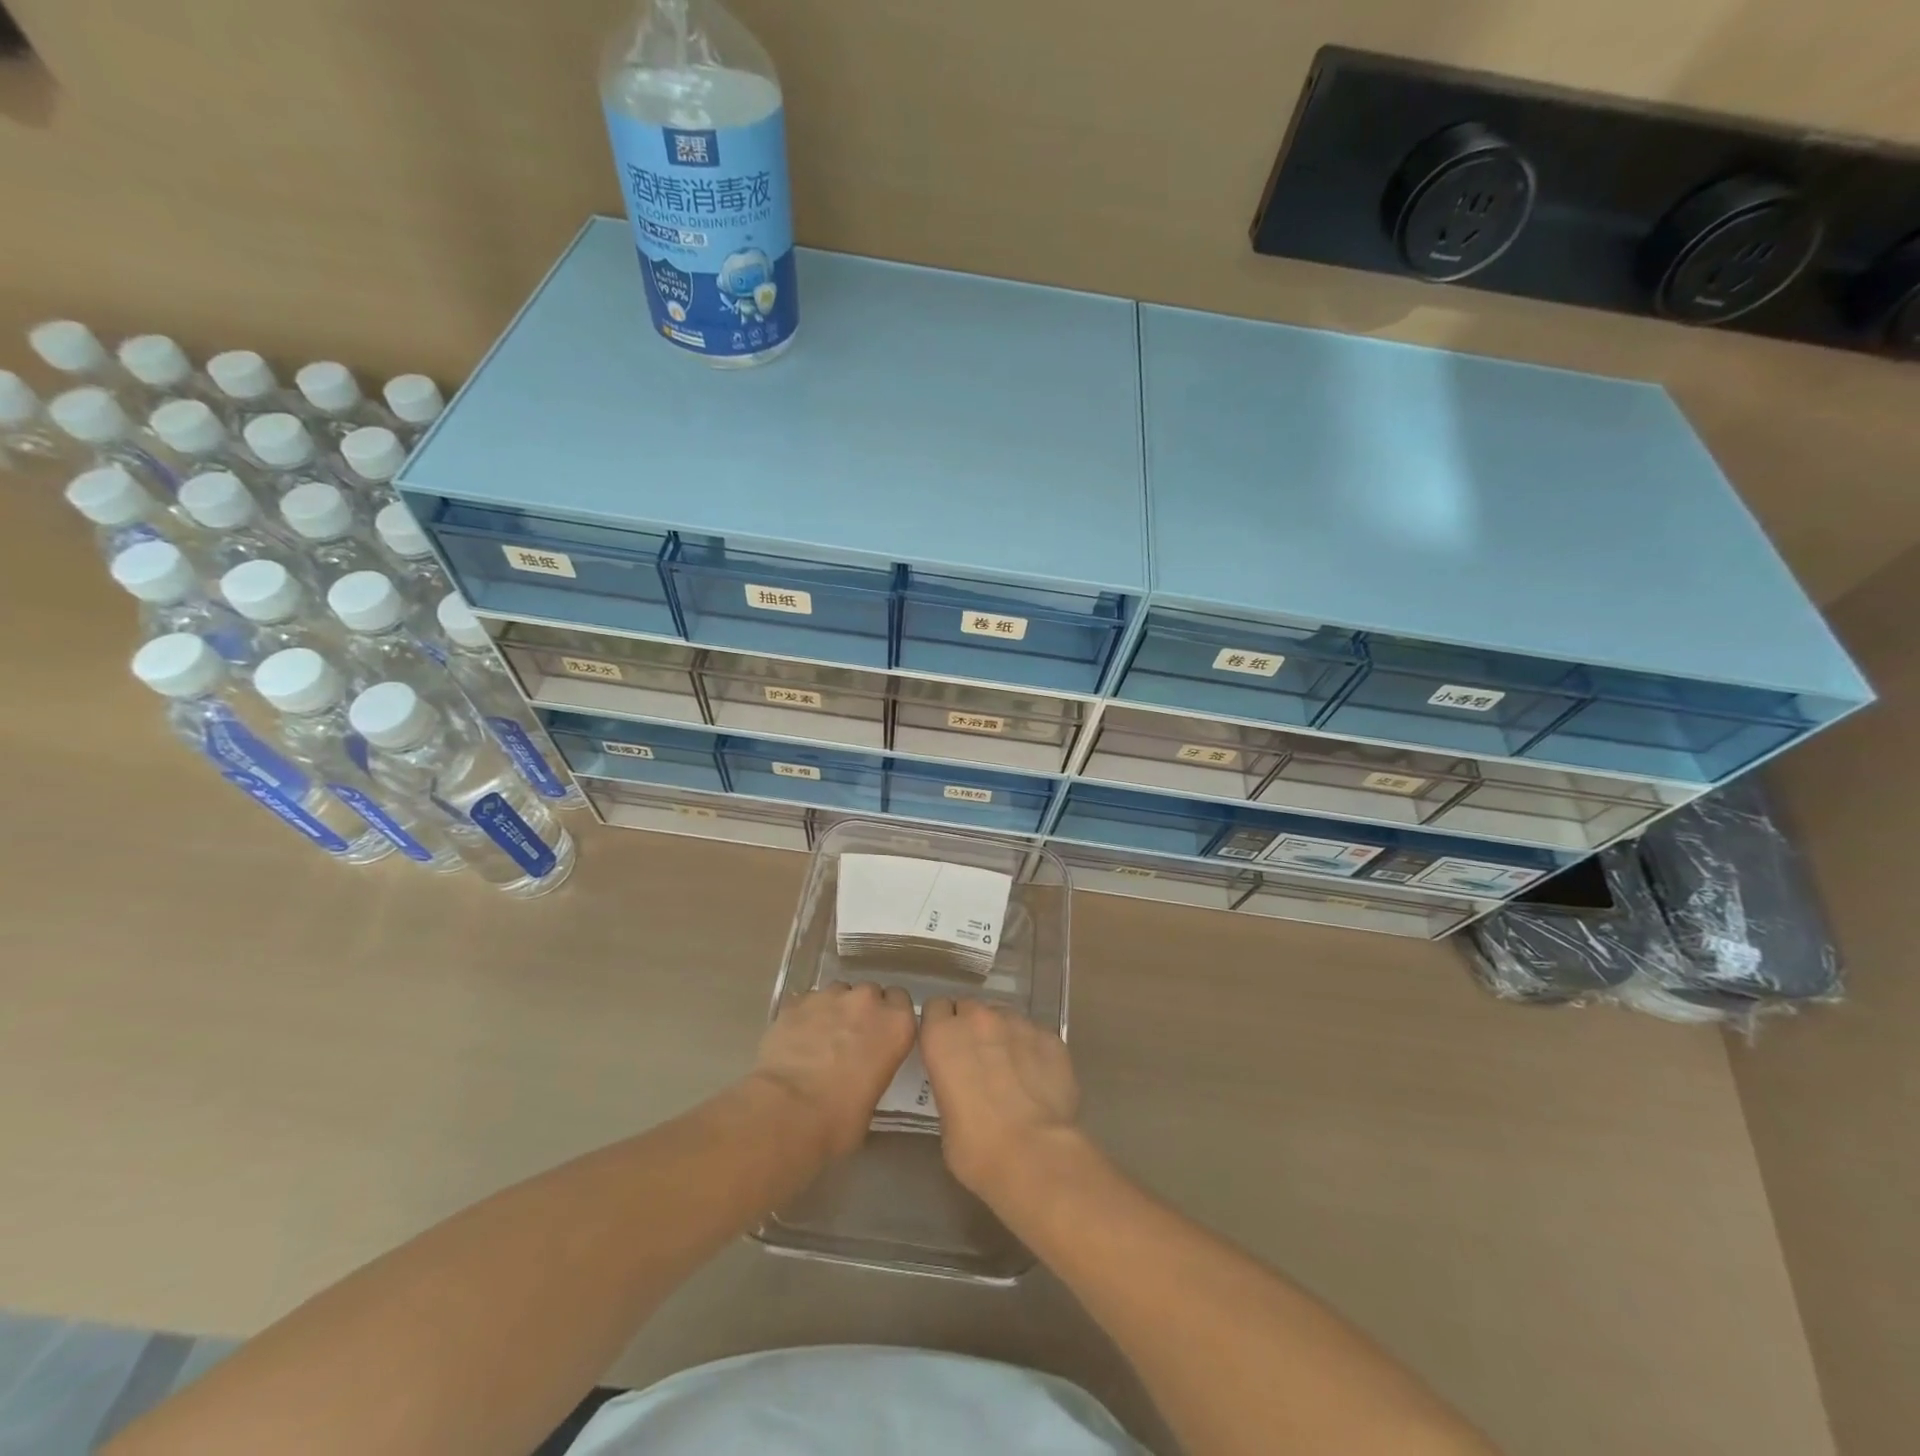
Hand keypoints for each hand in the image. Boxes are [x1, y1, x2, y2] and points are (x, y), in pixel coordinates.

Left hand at [751, 983, 916, 1158]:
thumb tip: (861, 1074)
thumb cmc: (840, 1120)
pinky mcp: (796, 1002)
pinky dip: (805, 1016)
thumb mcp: (874, 1098)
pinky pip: (807, 1002)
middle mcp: (867, 1001)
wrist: (788, 1112)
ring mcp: (830, 996)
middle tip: (850, 1040)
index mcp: (896, 1025)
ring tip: (820, 1039)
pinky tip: (796, 1040)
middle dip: (862, 1011)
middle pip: (870, 993)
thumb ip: (876, 1069)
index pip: (901, 1001)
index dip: (889, 1016)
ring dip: (834, 1010)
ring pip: (838, 992)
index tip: (880, 1035)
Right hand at [920, 998, 1081, 1202]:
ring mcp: (1018, 1023)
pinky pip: (1035, 1033)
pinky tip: (1038, 1077)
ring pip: (1004, 1016)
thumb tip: (964, 1084)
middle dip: (970, 1027)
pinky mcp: (1050, 1036)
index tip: (945, 1046)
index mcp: (943, 1036)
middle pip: (970, 1007)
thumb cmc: (976, 1148)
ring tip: (1011, 1068)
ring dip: (1002, 1034)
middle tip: (976, 1058)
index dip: (940, 1026)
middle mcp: (978, 1019)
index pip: (935, 1008)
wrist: (1035, 1155)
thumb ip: (950, 1084)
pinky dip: (1033, 1048)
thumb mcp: (944, 1118)